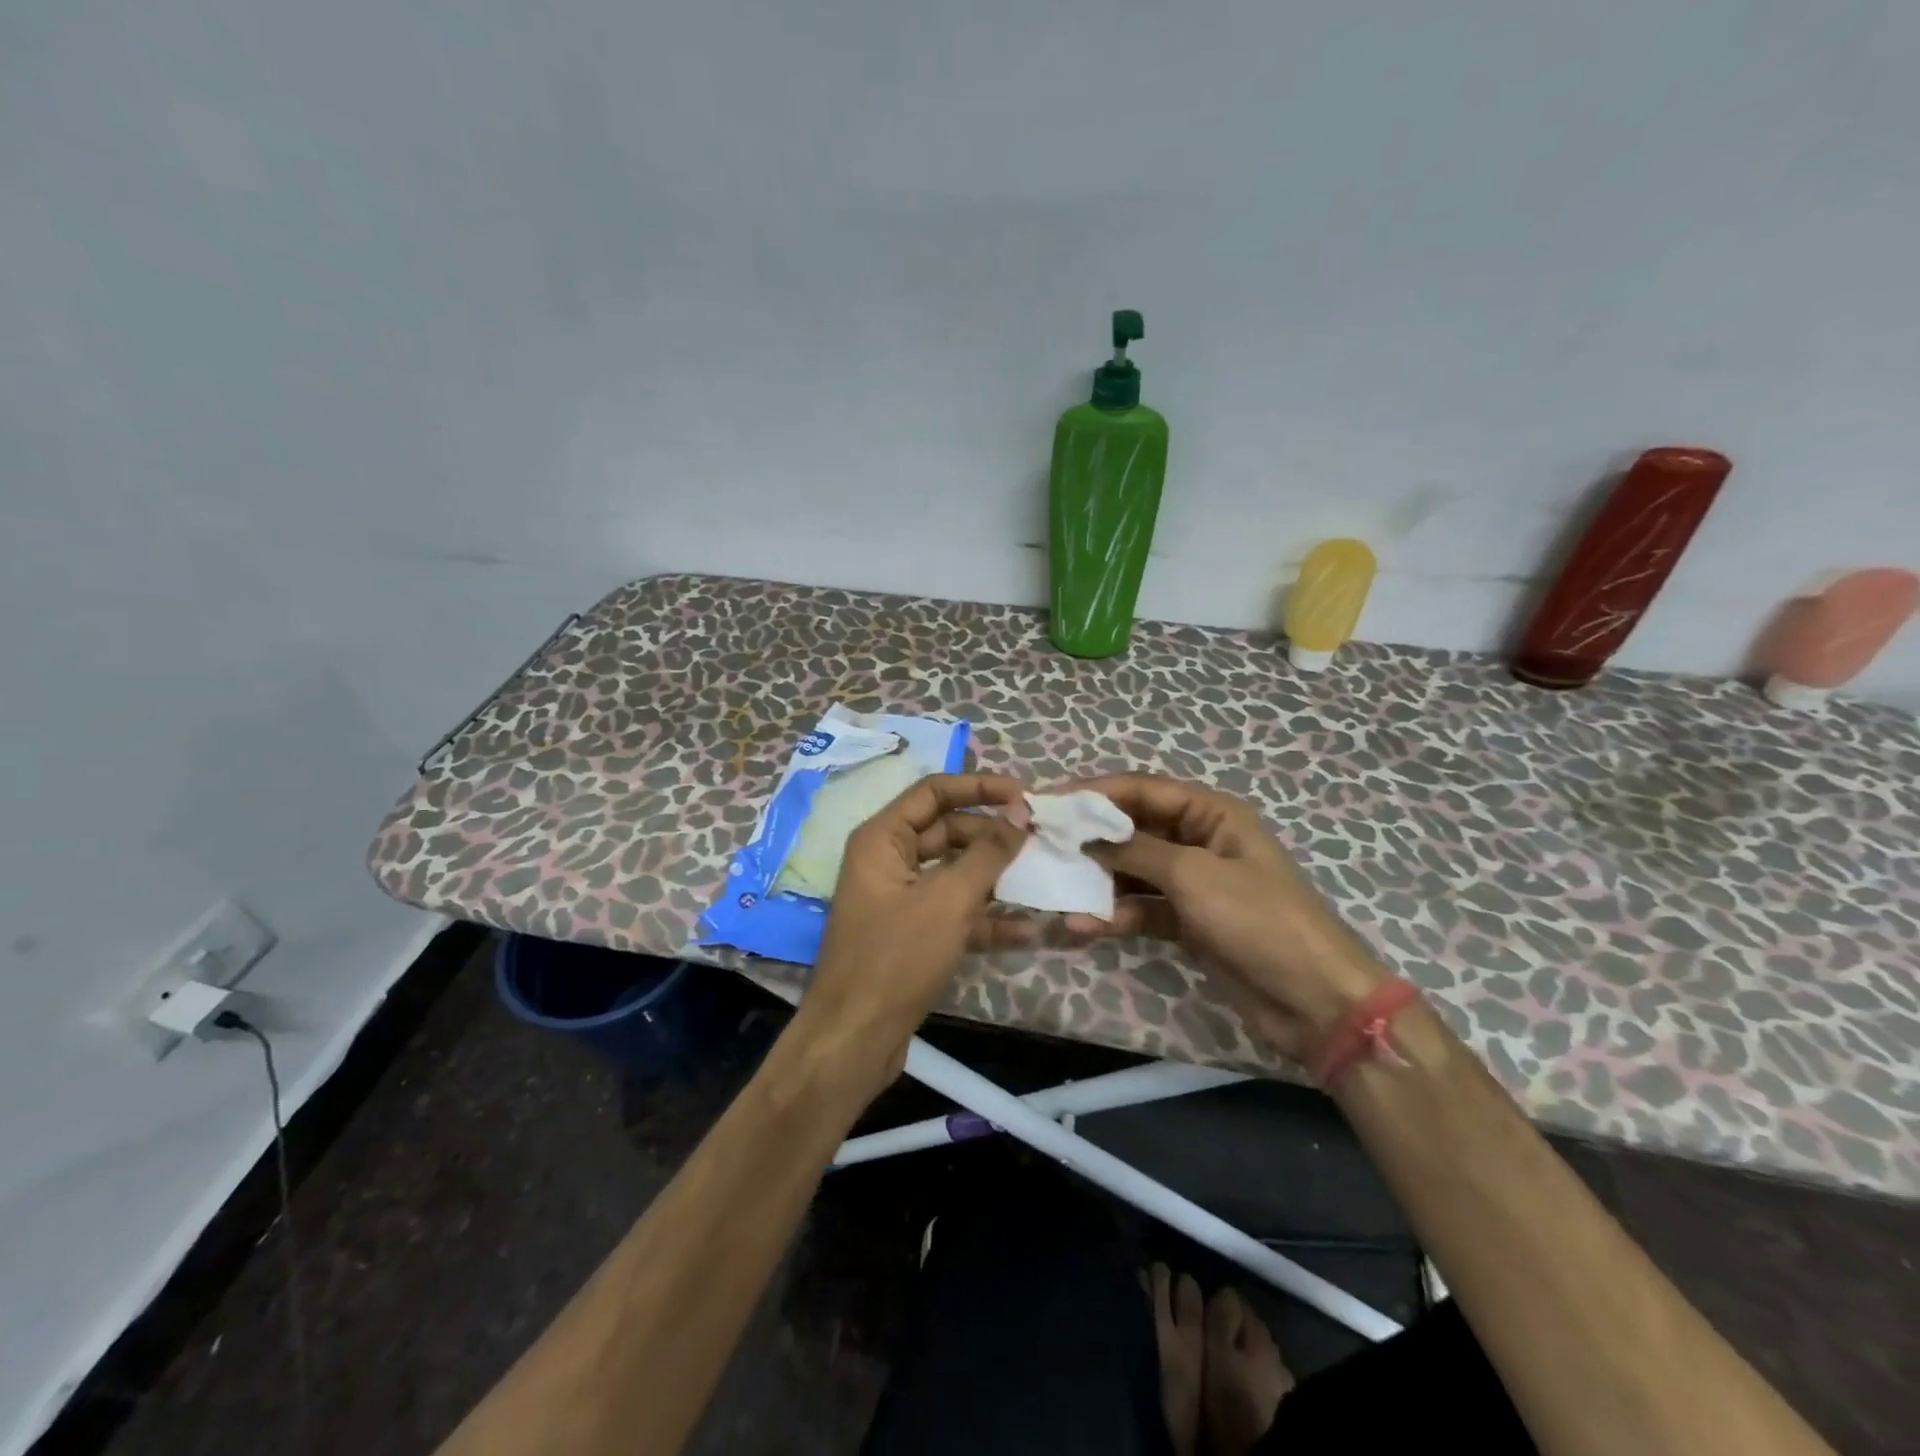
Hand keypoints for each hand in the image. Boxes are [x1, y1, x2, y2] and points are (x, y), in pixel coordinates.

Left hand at [795, 773, 1031, 1092]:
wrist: (854, 1040)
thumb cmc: (896, 958)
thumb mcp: (948, 900)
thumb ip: (988, 853)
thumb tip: (1021, 813)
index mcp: (882, 839)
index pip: (934, 792)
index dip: (980, 788)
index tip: (1025, 796)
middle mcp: (887, 861)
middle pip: (947, 831)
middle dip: (992, 836)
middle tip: (1040, 840)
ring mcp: (899, 899)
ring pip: (954, 873)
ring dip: (995, 877)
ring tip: (1042, 878)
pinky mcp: (911, 935)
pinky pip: (953, 912)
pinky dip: (985, 918)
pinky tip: (1027, 929)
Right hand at [1067, 773, 1386, 1060]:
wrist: (1312, 1000)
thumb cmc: (1257, 920)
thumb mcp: (1194, 876)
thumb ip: (1135, 850)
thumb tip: (1086, 832)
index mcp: (1212, 814)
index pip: (1143, 790)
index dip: (1095, 792)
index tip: (1050, 800)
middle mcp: (1199, 840)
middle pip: (1134, 828)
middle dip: (1091, 837)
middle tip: (1043, 843)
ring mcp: (1193, 883)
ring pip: (1133, 870)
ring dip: (1099, 880)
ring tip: (1057, 888)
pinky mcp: (1187, 922)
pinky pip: (1142, 908)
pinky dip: (1116, 914)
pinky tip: (1086, 925)